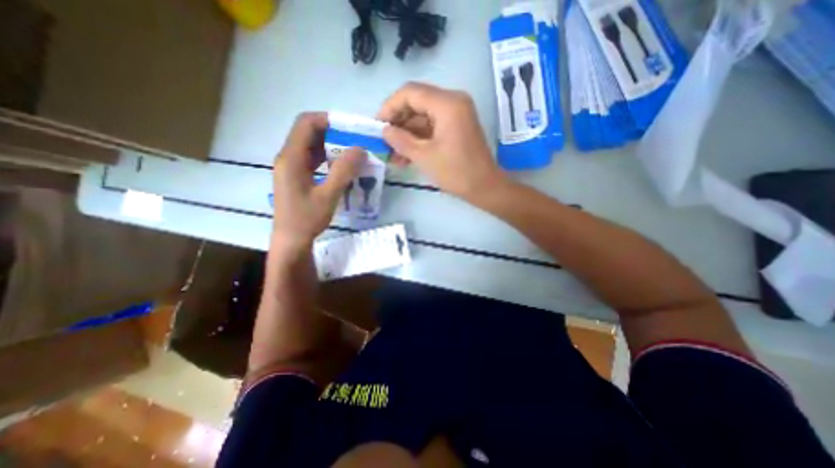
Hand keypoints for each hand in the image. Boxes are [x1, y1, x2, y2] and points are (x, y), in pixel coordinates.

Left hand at [273, 111, 364, 249]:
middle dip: (333, 133)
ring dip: (331, 146)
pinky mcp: (297, 177)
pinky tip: (342, 167)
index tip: (350, 126)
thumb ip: (343, 171)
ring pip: (311, 146)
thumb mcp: (328, 195)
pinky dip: (328, 158)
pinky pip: (312, 159)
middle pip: (308, 133)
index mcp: (291, 158)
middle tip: (356, 139)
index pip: (306, 124)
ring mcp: (291, 167)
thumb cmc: (307, 219)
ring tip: (352, 152)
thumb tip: (360, 148)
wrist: (291, 240)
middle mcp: (288, 158)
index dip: (327, 119)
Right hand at [379, 83, 507, 203]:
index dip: (389, 107)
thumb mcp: (424, 157)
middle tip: (384, 142)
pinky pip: (432, 127)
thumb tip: (384, 131)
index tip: (377, 126)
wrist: (484, 187)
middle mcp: (453, 101)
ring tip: (392, 155)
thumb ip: (400, 140)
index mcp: (447, 104)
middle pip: (416, 103)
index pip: (410, 93)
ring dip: (407, 134)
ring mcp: (456, 114)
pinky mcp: (457, 126)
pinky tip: (406, 155)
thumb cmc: (456, 172)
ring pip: (423, 117)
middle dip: (398, 123)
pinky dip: (419, 139)